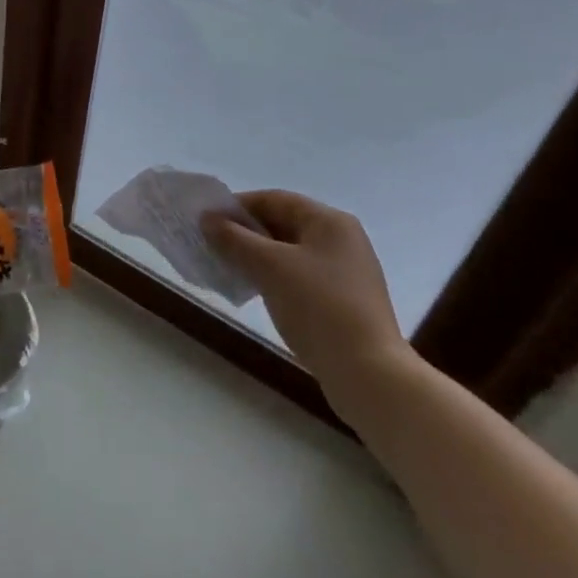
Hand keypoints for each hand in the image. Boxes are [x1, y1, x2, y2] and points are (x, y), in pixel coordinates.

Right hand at [204, 190, 414, 421]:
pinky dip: (276, 279)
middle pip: (284, 224)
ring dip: (259, 258)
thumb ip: (234, 238)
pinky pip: (302, 278)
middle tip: (214, 246)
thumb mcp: (269, 267)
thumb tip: (207, 219)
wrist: (370, 377)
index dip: (238, 206)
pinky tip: (258, 294)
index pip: (275, 199)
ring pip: (291, 253)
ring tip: (230, 270)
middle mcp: (343, 240)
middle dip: (247, 233)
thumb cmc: (318, 307)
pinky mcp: (347, 304)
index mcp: (330, 221)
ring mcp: (348, 273)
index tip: (208, 221)